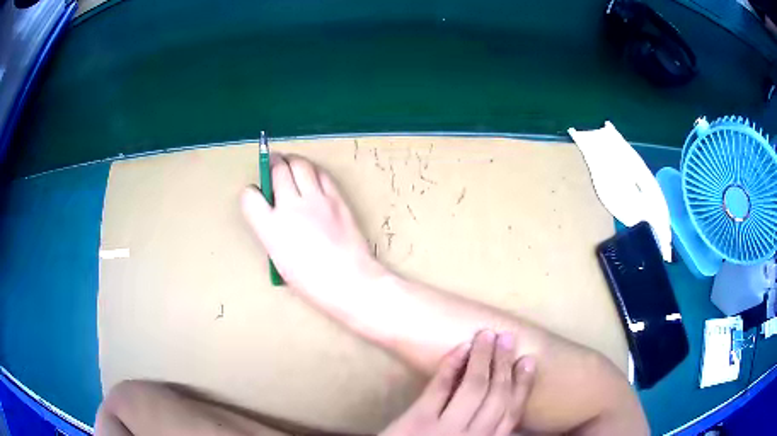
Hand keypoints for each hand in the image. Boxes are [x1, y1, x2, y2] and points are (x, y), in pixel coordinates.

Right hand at [241, 154, 381, 294]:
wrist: (350, 281)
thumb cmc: (312, 283)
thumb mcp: (280, 261)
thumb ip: (272, 233)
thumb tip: (274, 217)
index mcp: (271, 229)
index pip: (250, 197)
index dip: (251, 193)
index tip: (256, 195)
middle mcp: (290, 208)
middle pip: (278, 170)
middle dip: (272, 163)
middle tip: (273, 162)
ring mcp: (316, 200)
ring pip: (300, 164)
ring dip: (292, 161)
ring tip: (290, 163)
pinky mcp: (337, 199)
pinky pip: (322, 174)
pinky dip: (313, 171)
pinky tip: (312, 175)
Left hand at [381, 331, 535, 435]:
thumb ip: (484, 433)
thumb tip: (506, 407)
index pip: (511, 413)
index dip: (522, 386)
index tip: (528, 361)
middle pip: (495, 396)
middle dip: (504, 364)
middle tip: (508, 337)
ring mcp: (445, 429)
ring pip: (472, 388)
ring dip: (483, 358)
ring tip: (488, 335)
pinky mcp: (418, 421)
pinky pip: (439, 388)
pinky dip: (450, 365)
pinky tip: (461, 347)